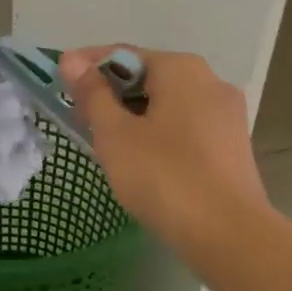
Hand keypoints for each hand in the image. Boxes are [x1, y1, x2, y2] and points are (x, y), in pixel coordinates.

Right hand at [59, 46, 269, 257]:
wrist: (228, 235)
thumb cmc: (164, 177)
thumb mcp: (115, 135)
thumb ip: (92, 95)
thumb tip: (72, 60)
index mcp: (182, 69)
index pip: (124, 55)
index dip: (87, 66)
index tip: (58, 81)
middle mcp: (210, 81)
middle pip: (148, 78)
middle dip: (111, 94)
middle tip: (79, 119)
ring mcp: (227, 115)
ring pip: (168, 105)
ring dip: (134, 117)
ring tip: (106, 144)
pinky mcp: (233, 147)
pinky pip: (186, 129)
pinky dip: (159, 135)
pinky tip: (142, 162)